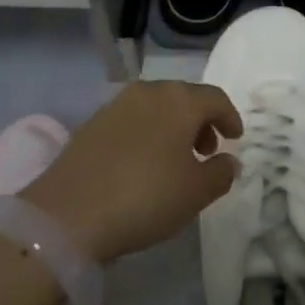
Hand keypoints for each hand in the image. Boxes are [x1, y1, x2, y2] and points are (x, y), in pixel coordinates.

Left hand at [22, 81, 241, 262]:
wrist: (68, 213)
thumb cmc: (145, 197)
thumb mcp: (195, 193)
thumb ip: (221, 173)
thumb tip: (229, 160)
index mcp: (180, 100)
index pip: (215, 98)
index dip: (230, 117)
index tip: (235, 138)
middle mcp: (150, 91)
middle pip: (185, 98)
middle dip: (201, 122)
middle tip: (207, 151)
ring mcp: (117, 104)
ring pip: (157, 107)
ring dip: (173, 127)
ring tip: (176, 160)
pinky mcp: (93, 122)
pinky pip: (133, 120)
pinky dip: (147, 133)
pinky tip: (143, 164)